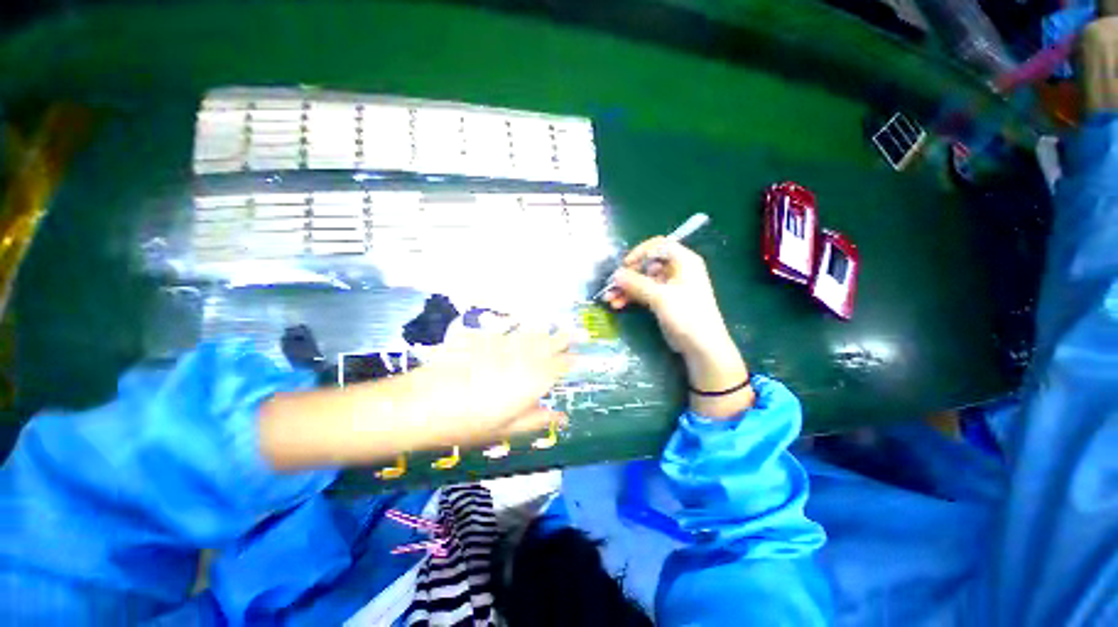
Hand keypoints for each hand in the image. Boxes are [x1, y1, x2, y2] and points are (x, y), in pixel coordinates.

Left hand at [411, 327, 570, 446]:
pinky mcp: (483, 337)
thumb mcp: (507, 429)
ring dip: (545, 330)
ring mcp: (503, 344)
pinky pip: (505, 328)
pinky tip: (519, 324)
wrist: (424, 403)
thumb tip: (562, 418)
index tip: (579, 356)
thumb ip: (537, 420)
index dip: (571, 360)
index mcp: (533, 380)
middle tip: (579, 331)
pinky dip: (516, 326)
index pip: (560, 366)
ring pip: (531, 333)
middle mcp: (523, 357)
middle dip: (566, 337)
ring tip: (555, 326)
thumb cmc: (469, 423)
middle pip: (550, 343)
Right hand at [604, 237, 752, 416]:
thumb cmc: (687, 315)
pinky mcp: (663, 300)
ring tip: (610, 298)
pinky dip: (631, 297)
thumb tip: (615, 274)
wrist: (702, 346)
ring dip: (626, 288)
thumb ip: (636, 284)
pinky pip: (643, 292)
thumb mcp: (661, 297)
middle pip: (647, 264)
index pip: (659, 245)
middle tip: (612, 285)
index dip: (640, 252)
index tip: (625, 265)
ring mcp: (669, 286)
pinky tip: (618, 305)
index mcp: (683, 261)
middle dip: (628, 275)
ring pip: (642, 280)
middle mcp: (676, 270)